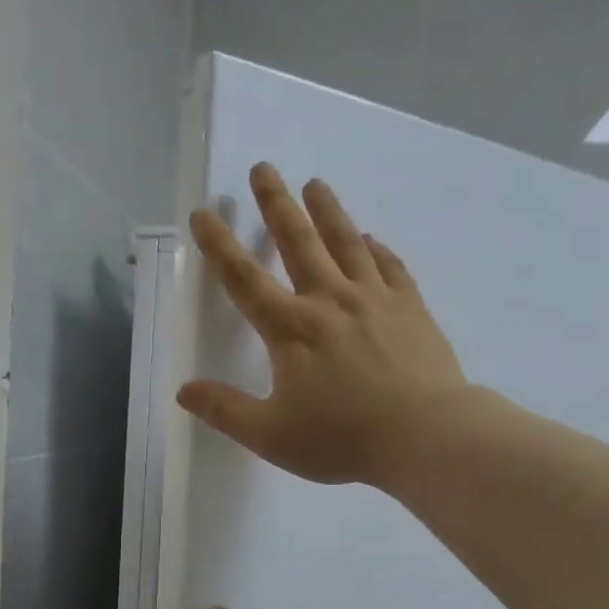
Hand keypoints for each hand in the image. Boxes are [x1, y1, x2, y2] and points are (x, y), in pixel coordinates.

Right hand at [179, 162, 468, 487]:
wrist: (425, 436)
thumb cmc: (343, 439)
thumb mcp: (272, 435)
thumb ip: (225, 410)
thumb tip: (183, 390)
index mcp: (291, 329)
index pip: (244, 279)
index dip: (219, 245)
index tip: (203, 213)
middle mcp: (330, 300)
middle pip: (298, 242)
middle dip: (276, 204)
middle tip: (263, 169)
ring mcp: (375, 299)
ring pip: (346, 242)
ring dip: (328, 211)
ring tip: (315, 184)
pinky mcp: (411, 308)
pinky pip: (390, 267)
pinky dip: (376, 249)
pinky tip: (370, 239)